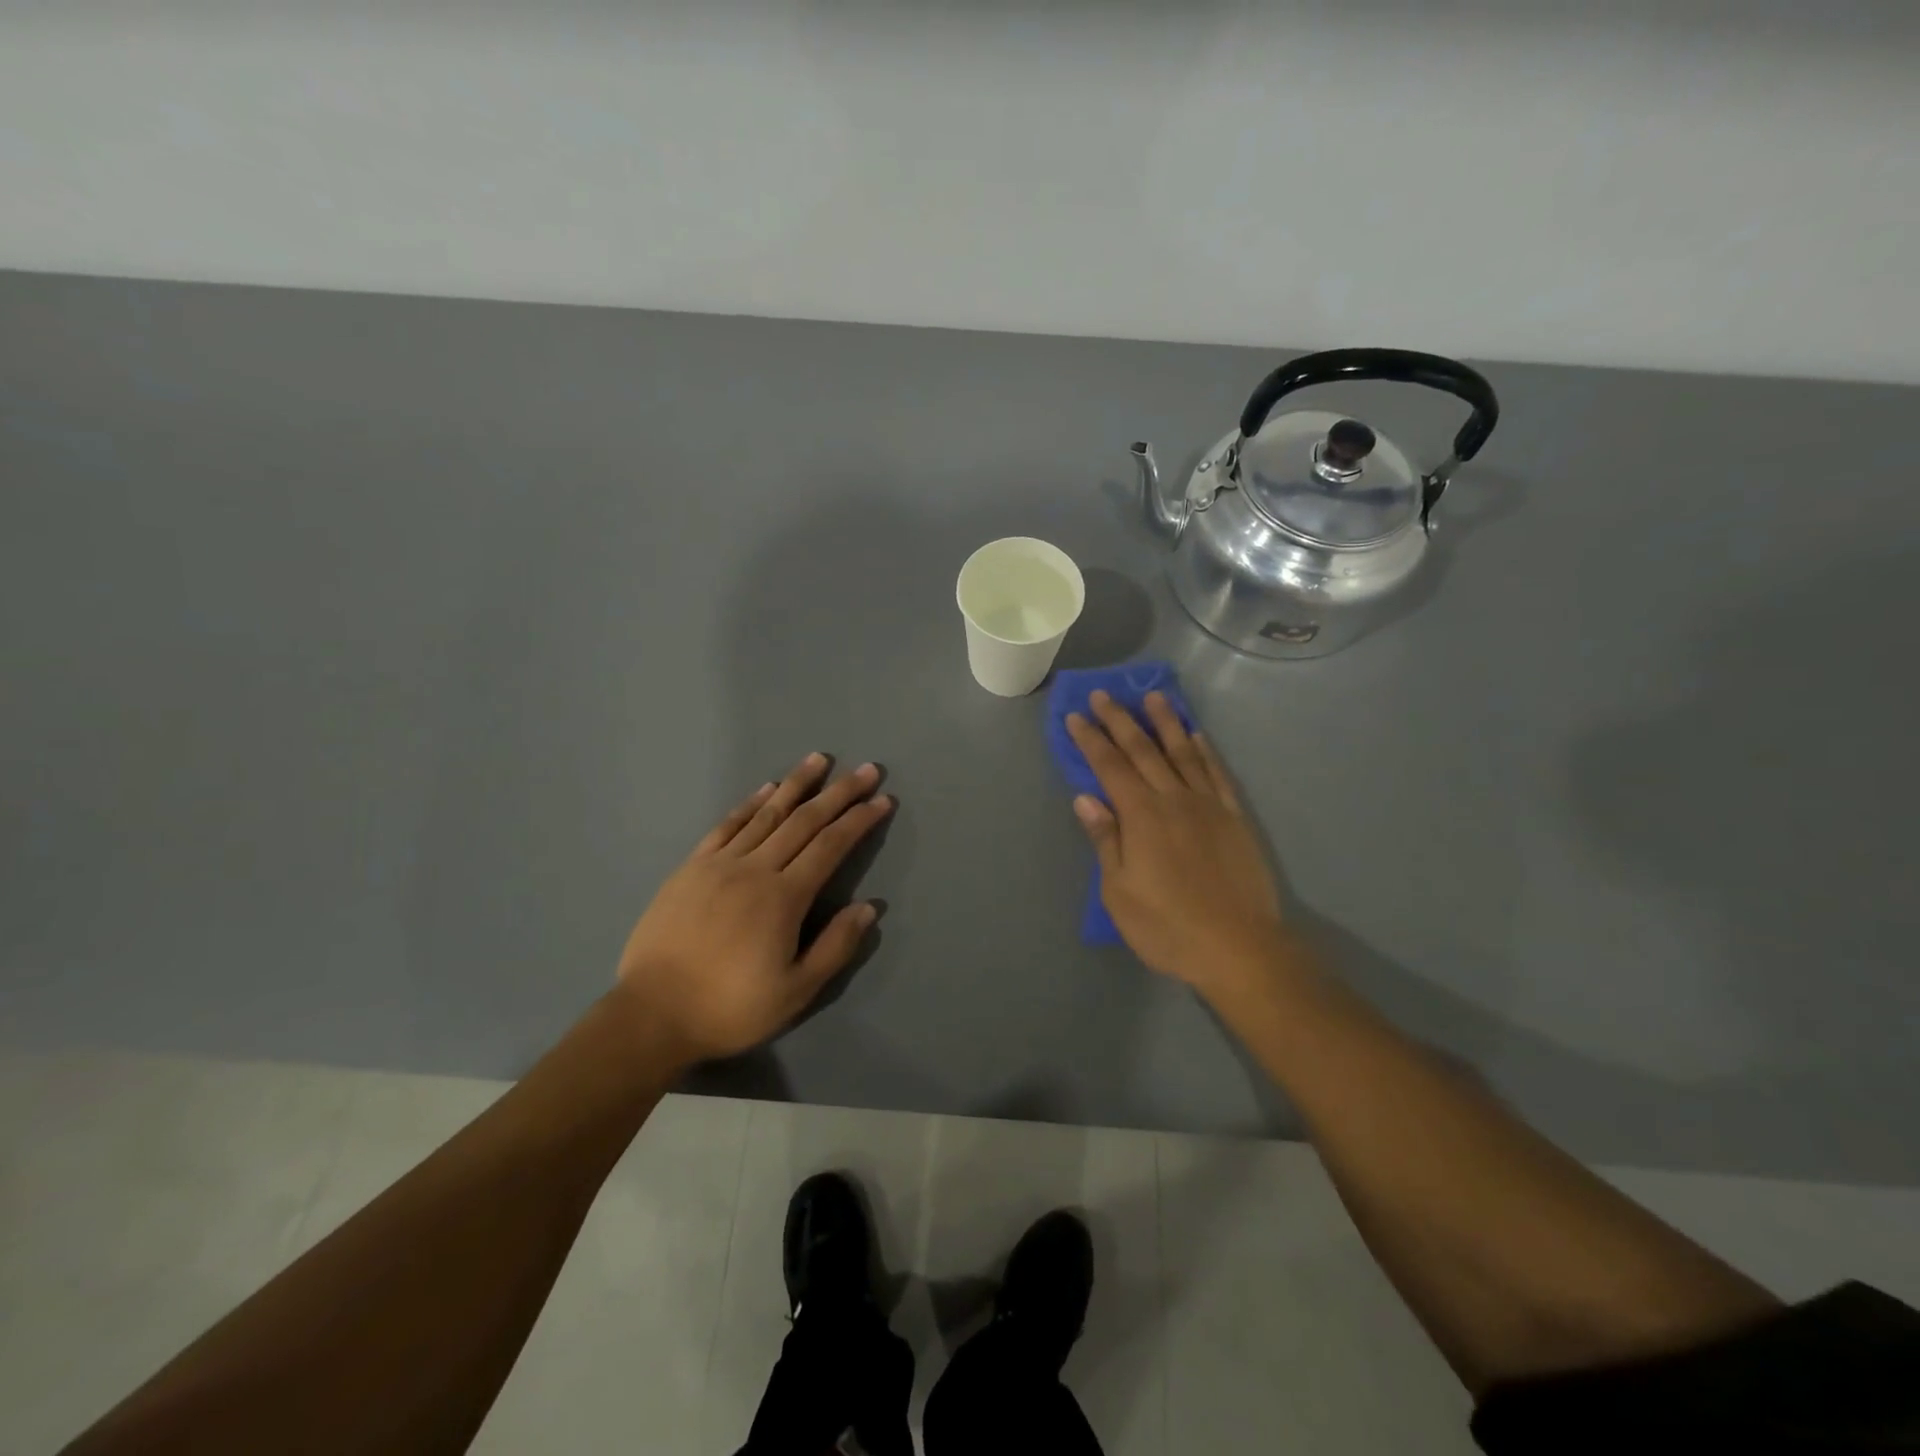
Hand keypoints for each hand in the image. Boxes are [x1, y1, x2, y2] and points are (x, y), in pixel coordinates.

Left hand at [614, 754, 892, 1065]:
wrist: (651, 1015)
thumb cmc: (729, 1008)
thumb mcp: (795, 992)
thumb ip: (835, 947)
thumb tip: (869, 908)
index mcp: (783, 898)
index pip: (831, 846)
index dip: (859, 820)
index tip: (882, 800)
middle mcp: (754, 869)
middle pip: (804, 821)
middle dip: (839, 793)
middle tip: (866, 769)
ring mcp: (719, 864)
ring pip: (767, 814)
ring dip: (796, 784)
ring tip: (819, 760)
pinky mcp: (691, 868)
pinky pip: (727, 826)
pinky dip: (750, 804)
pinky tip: (766, 789)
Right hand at [1066, 691, 1288, 1000]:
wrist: (1239, 948)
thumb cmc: (1167, 926)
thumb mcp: (1119, 892)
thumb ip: (1105, 839)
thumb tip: (1086, 797)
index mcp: (1141, 816)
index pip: (1109, 767)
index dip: (1091, 740)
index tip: (1076, 715)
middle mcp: (1173, 799)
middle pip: (1143, 751)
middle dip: (1121, 720)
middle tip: (1105, 694)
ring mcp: (1207, 806)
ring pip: (1183, 753)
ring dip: (1166, 723)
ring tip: (1154, 696)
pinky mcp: (1233, 818)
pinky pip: (1217, 774)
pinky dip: (1205, 751)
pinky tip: (1197, 735)